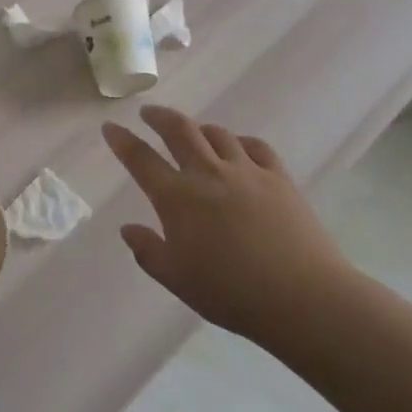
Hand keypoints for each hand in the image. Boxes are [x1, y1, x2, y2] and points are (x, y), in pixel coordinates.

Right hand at [102, 106, 350, 345]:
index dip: (122, 141)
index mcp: (177, 198)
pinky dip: (240, 142)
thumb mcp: (177, 280)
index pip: (141, 160)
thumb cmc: (231, 293)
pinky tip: (238, 149)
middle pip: (179, 130)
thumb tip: (128, 228)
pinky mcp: (279, 177)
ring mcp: (247, 171)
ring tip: (193, 133)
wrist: (302, 297)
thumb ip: (148, 252)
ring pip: (217, 133)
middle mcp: (208, 174)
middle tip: (148, 113)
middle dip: (158, 117)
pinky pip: (255, 146)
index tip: (110, 127)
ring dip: (199, 128)